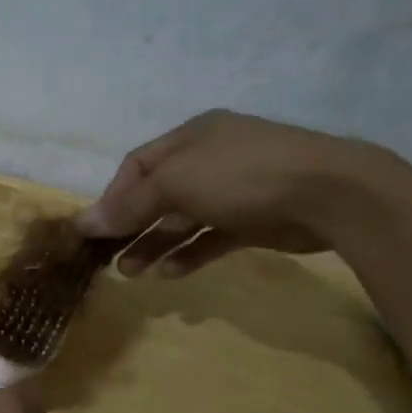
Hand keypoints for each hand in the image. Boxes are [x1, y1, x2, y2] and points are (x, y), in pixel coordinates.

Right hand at [75, 109, 380, 275]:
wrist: (328, 193)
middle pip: (158, 195)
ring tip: (133, 274)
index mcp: (191, 138)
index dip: (113, 197)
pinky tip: (169, 274)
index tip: (94, 231)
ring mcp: (234, 191)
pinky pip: (211, 238)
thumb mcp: (176, 183)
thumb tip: (83, 222)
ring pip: (182, 220)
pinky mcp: (253, 221)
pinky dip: (189, 254)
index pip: (138, 166)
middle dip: (132, 227)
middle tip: (109, 259)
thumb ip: (130, 205)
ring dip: (155, 245)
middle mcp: (209, 160)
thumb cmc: (242, 176)